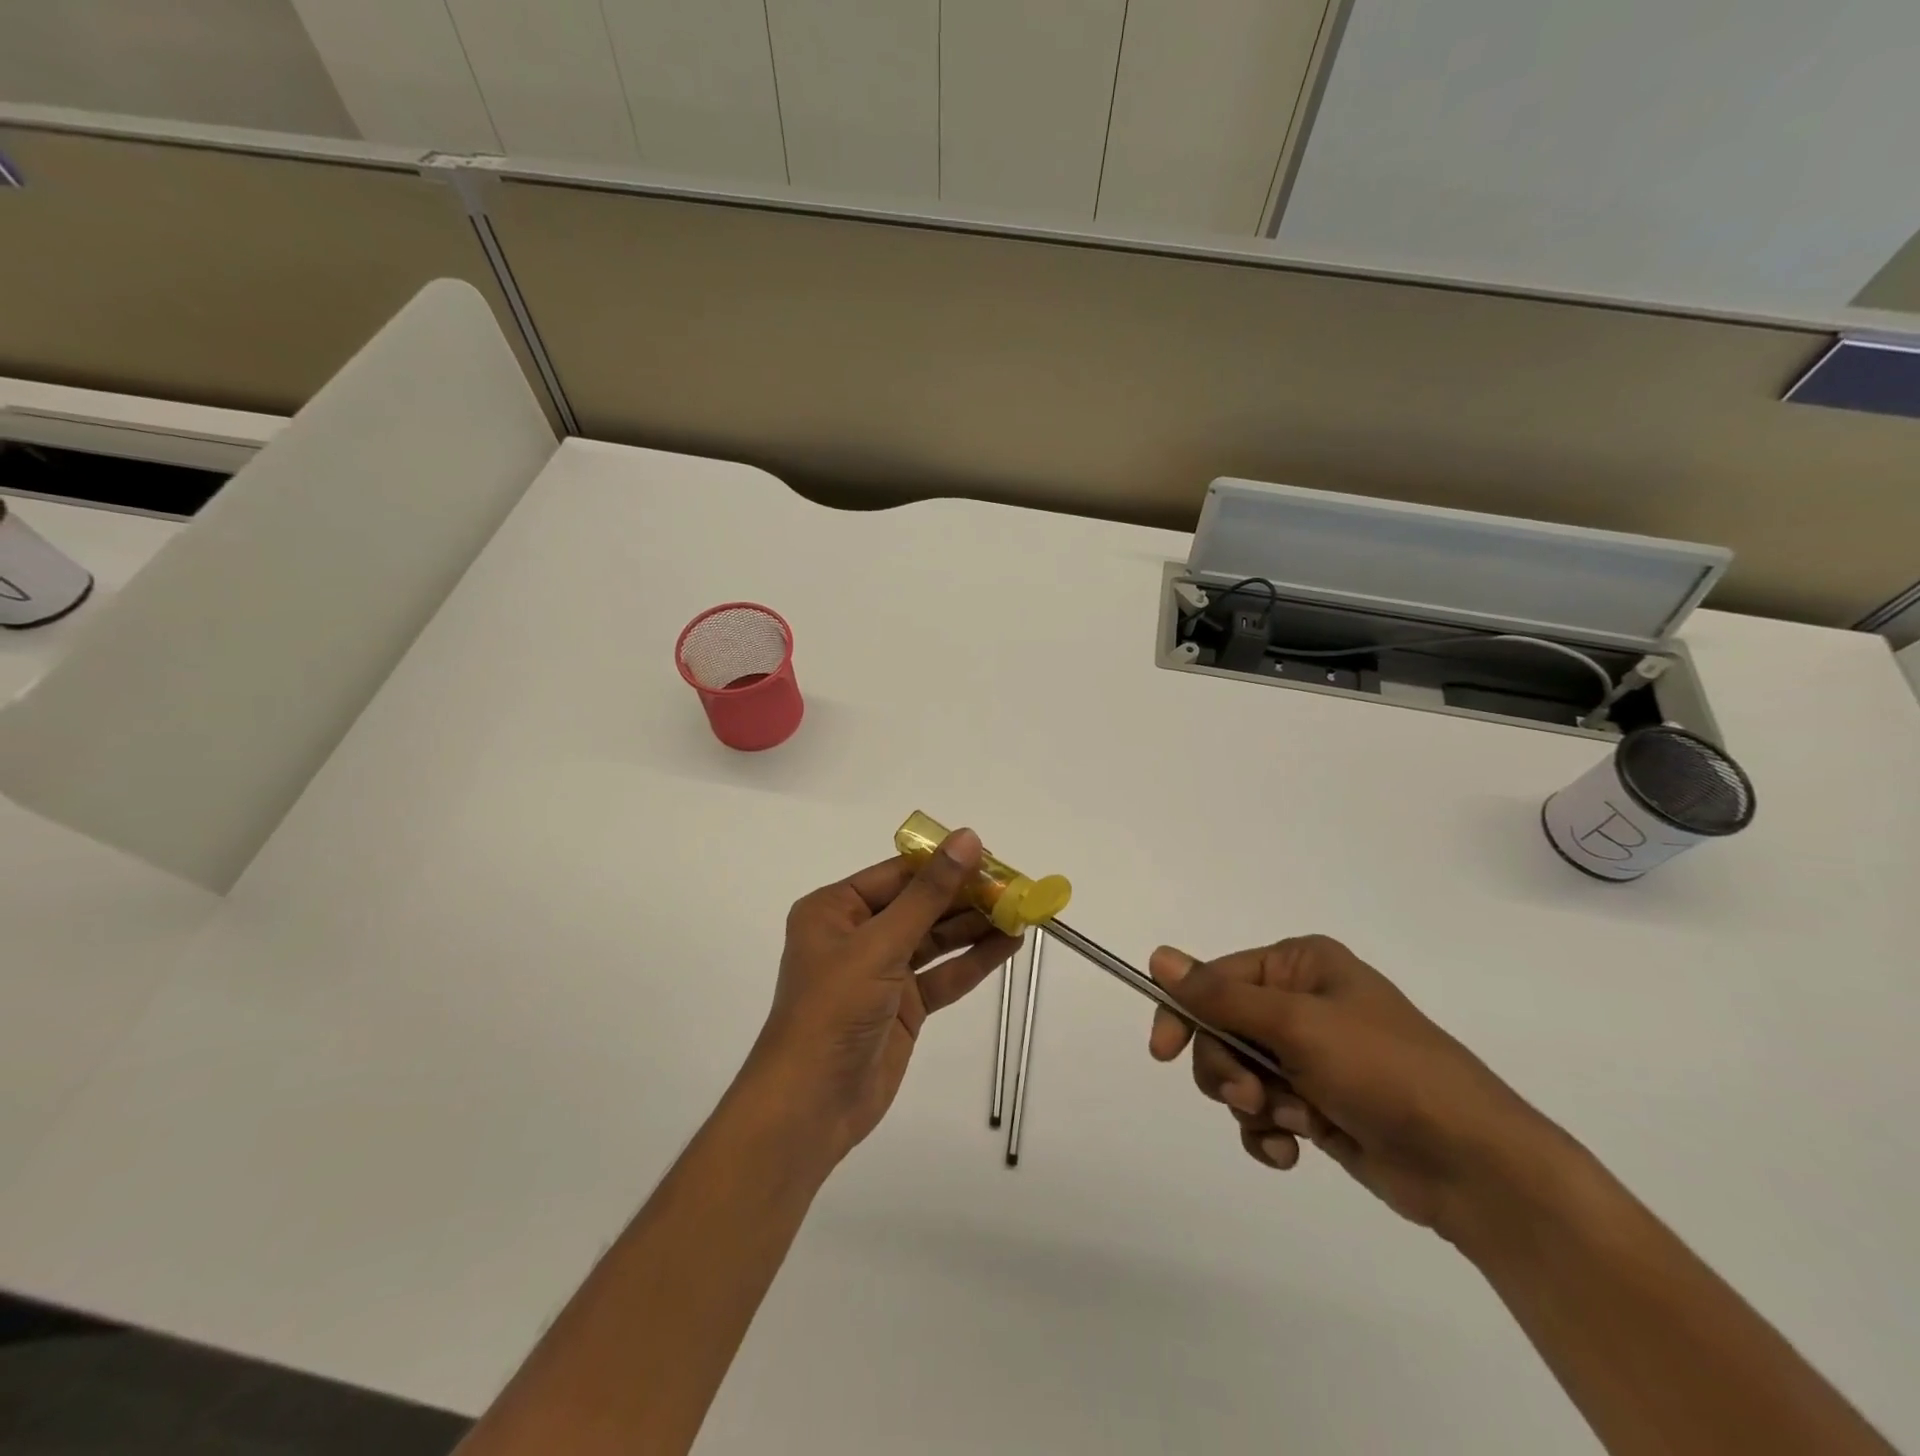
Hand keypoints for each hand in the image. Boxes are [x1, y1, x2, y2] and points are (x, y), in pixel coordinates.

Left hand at [744, 829, 1020, 1165]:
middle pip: (920, 906)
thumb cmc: (835, 1009)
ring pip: (936, 940)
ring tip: (1022, 912)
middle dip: (966, 898)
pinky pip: (942, 974)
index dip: (944, 864)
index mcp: (836, 909)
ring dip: (976, 927)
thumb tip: (967, 839)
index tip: (991, 857)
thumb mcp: (881, 944)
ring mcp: (881, 972)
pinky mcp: (903, 1006)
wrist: (811, 1105)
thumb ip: (929, 894)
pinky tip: (1008, 945)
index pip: (898, 874)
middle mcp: (857, 934)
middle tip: (1016, 887)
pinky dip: (973, 961)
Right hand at [1148, 936, 1564, 1243]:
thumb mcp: (1297, 1025)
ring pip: (1236, 1073)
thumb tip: (1157, 956)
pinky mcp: (1316, 1104)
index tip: (1162, 1051)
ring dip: (1250, 1103)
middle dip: (1227, 1068)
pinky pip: (1262, 1111)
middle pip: (1220, 1029)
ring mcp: (1308, 1057)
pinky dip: (1266, 1132)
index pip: (1214, 979)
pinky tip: (1290, 1150)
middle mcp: (1300, 1003)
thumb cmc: (1385, 1071)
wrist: (1473, 1166)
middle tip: (1251, 1096)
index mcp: (1298, 966)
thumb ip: (1221, 996)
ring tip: (1288, 1124)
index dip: (1183, 1013)